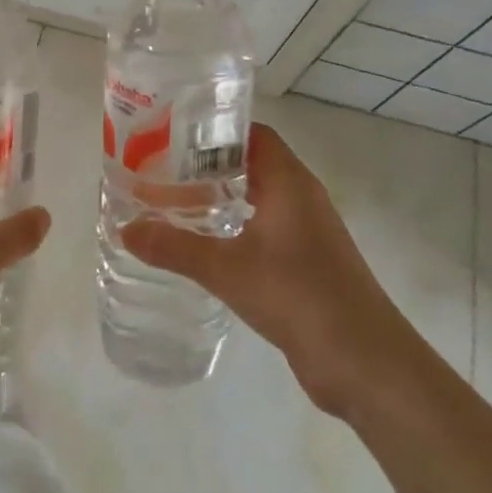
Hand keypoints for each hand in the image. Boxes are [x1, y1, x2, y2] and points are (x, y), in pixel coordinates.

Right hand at [123, 123, 431, 419]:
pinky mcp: (305, 262)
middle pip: (251, 163)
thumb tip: (125, 228)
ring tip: (170, 201)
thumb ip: (174, 247)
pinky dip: (232, 226)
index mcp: (289, 182)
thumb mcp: (227, 269)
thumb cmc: (299, 297)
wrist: (366, 364)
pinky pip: (263, 228)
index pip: (252, 133)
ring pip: (257, 197)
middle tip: (159, 168)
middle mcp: (300, 197)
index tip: (171, 133)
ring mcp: (306, 231)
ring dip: (219, 196)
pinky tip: (202, 243)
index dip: (214, 129)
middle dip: (206, 164)